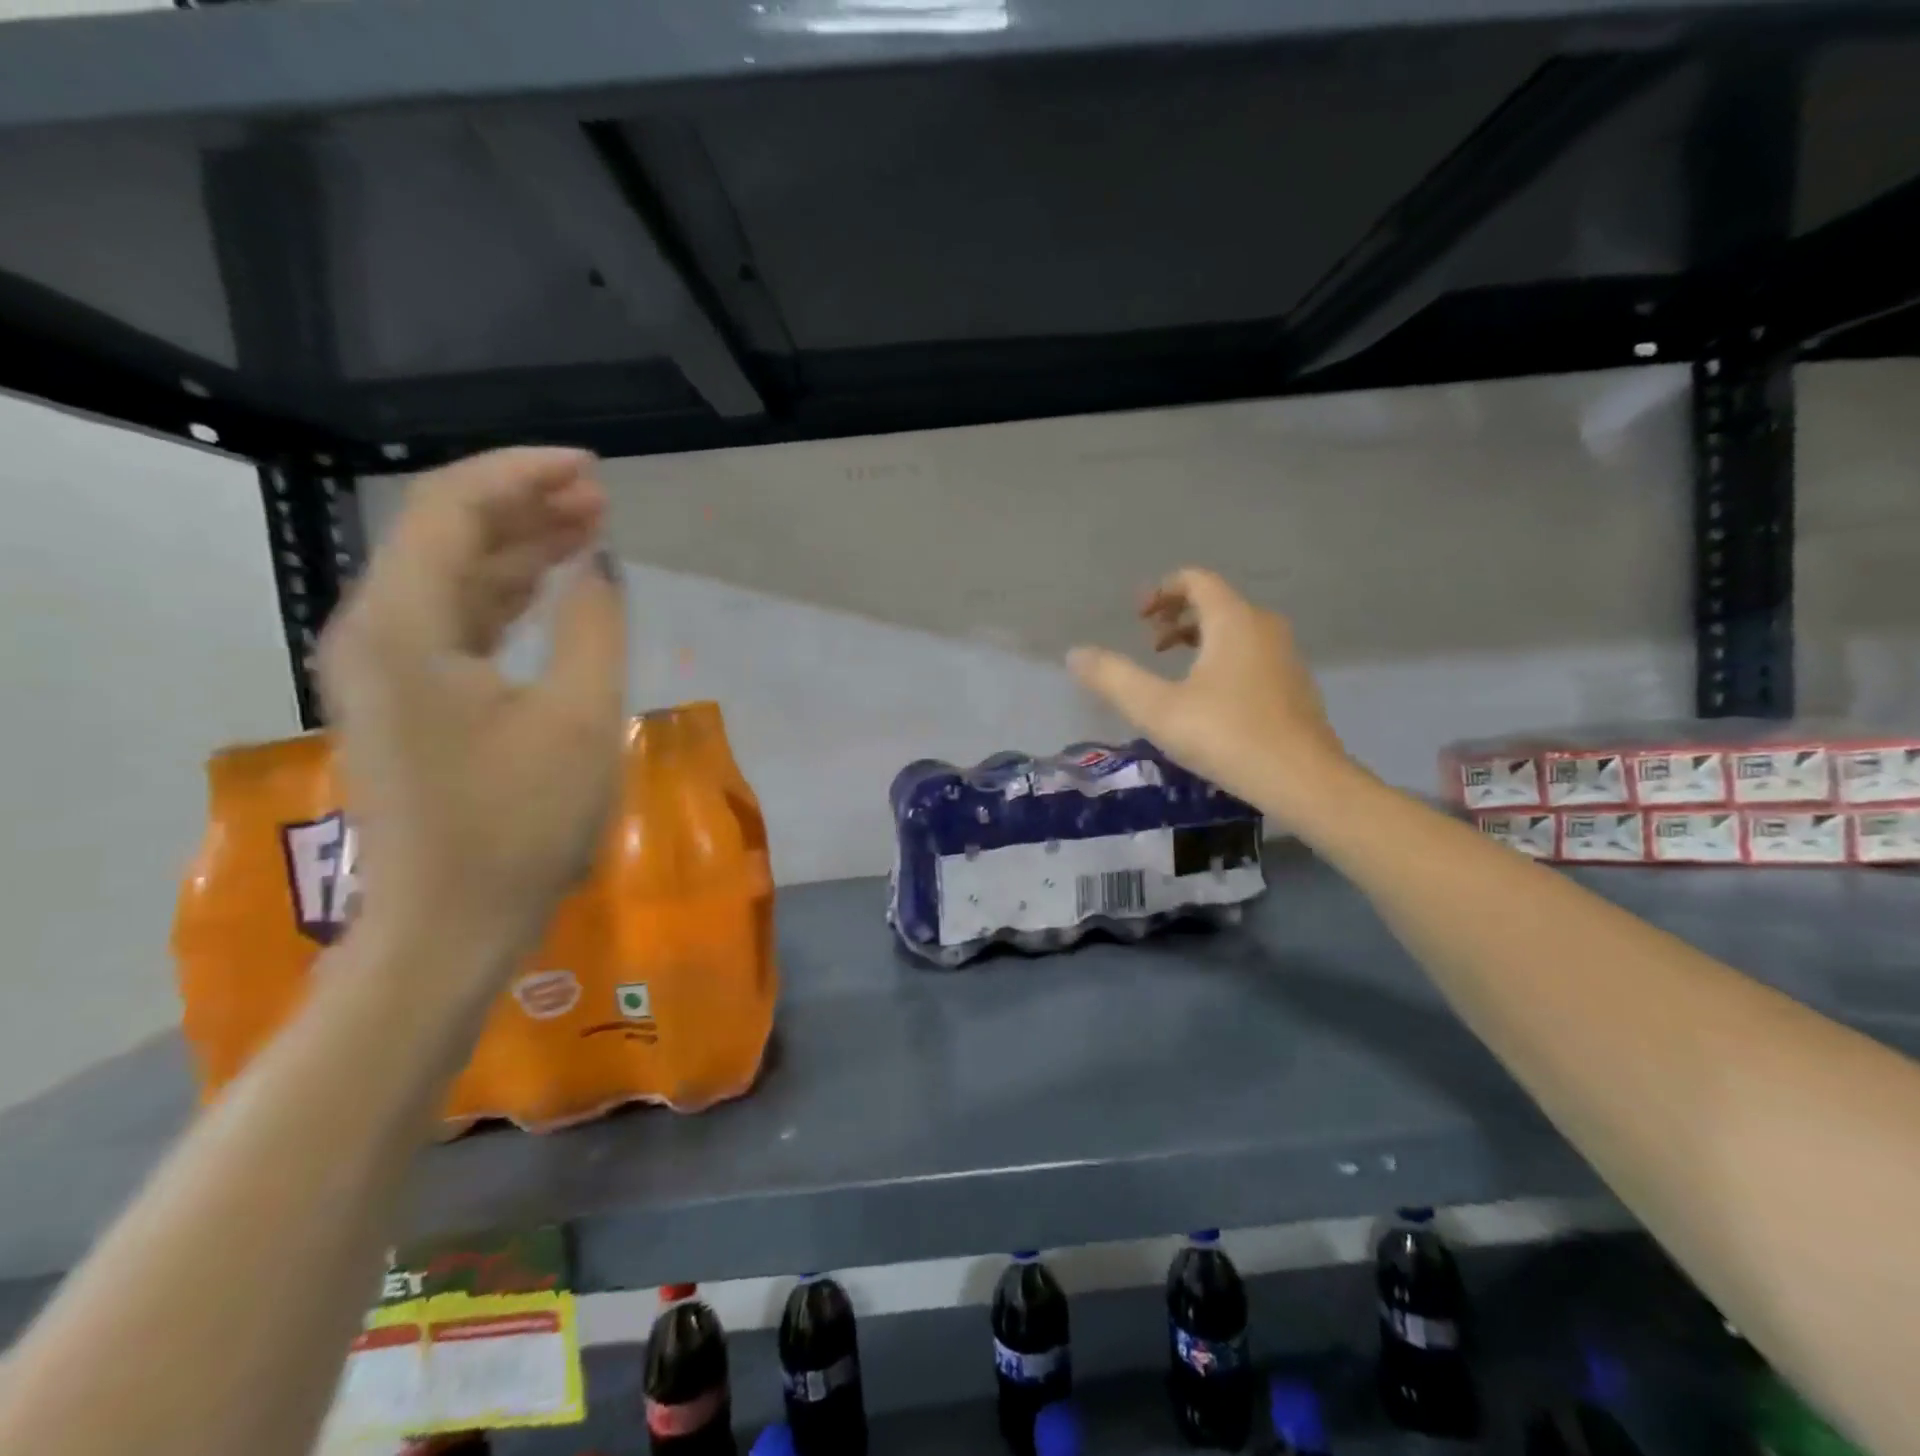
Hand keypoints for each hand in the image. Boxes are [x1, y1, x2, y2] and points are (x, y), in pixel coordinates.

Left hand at [318, 448, 627, 990]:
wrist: (450, 924)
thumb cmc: (520, 824)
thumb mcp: (578, 718)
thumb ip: (592, 626)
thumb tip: (599, 565)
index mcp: (405, 627)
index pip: (451, 511)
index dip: (522, 476)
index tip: (593, 470)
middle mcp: (377, 632)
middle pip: (445, 535)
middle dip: (525, 506)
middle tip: (600, 497)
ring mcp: (387, 668)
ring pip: (453, 576)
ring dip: (519, 548)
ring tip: (588, 528)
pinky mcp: (410, 699)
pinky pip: (457, 620)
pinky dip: (507, 594)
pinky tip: (551, 585)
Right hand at [1066, 568, 1351, 819]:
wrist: (1303, 780)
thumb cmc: (1225, 736)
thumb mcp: (1156, 709)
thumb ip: (1113, 678)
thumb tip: (1075, 654)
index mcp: (1233, 620)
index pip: (1196, 580)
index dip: (1161, 591)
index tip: (1137, 618)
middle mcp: (1264, 626)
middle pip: (1216, 602)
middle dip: (1177, 617)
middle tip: (1150, 646)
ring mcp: (1285, 656)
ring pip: (1236, 630)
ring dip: (1200, 639)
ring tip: (1174, 671)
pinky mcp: (1295, 685)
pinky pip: (1252, 654)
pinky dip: (1223, 659)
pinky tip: (1209, 701)